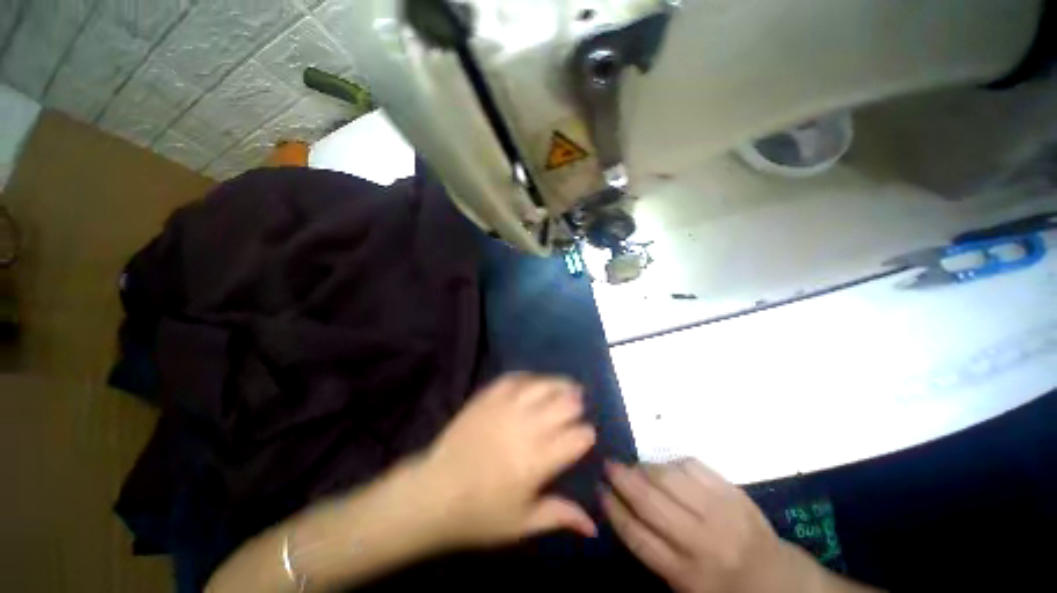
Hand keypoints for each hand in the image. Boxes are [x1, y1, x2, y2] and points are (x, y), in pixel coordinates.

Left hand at [420, 373, 597, 546]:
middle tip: (578, 407)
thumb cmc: (478, 514)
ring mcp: (506, 407)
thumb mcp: (522, 524)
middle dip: (576, 405)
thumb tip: (593, 526)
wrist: (433, 493)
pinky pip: (515, 378)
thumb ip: (560, 516)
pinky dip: (531, 378)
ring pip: (543, 385)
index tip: (586, 436)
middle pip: (565, 404)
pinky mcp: (488, 397)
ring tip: (567, 386)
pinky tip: (536, 382)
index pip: (579, 437)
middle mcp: (527, 428)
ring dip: (560, 385)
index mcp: (539, 461)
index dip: (587, 434)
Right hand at [602, 460, 823, 592]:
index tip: (599, 490)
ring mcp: (720, 512)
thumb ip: (654, 552)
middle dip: (623, 480)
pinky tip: (665, 467)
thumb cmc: (725, 589)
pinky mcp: (733, 492)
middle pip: (650, 503)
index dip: (614, 509)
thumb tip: (624, 509)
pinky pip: (693, 466)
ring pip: (669, 479)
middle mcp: (701, 542)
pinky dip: (672, 463)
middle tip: (609, 465)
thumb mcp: (685, 587)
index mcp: (686, 574)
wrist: (779, 580)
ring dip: (645, 468)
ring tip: (635, 465)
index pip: (638, 536)